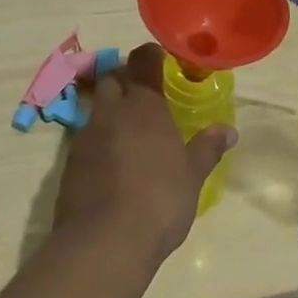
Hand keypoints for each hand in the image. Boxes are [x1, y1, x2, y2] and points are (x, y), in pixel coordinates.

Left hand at [52, 43, 235, 264]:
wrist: (104, 243)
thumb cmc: (159, 200)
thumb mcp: (192, 176)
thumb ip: (208, 148)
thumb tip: (228, 130)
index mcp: (143, 106)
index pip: (142, 61)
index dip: (150, 55)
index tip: (159, 57)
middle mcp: (111, 113)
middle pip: (112, 79)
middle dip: (125, 79)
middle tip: (144, 94)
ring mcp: (85, 137)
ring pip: (96, 109)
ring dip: (110, 112)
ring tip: (130, 132)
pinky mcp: (69, 165)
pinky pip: (85, 139)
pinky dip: (99, 142)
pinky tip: (113, 164)